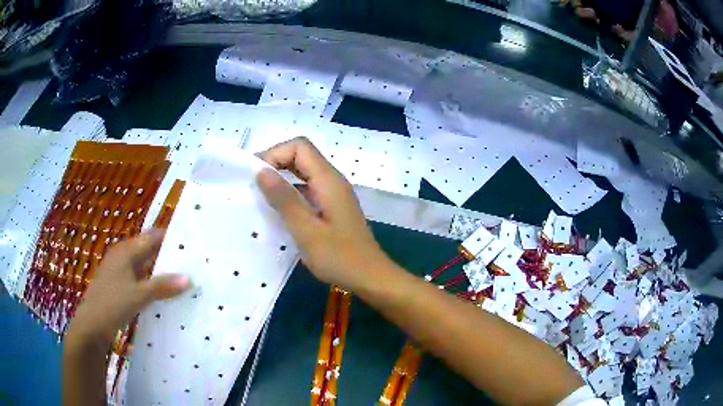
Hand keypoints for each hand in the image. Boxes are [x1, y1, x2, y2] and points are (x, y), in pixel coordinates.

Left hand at [66, 229, 190, 344]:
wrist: (92, 324)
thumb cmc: (112, 304)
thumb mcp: (138, 295)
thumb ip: (162, 286)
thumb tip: (189, 278)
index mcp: (126, 251)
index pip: (152, 237)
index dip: (170, 238)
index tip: (191, 244)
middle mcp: (122, 255)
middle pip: (148, 248)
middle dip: (167, 254)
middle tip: (190, 262)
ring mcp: (119, 269)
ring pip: (144, 264)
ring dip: (160, 269)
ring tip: (181, 277)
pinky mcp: (119, 283)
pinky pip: (139, 276)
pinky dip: (151, 280)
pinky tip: (163, 291)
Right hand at [257, 137, 393, 291]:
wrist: (370, 277)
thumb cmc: (339, 257)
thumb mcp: (306, 230)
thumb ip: (284, 199)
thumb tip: (261, 171)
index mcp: (328, 180)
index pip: (300, 147)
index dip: (275, 153)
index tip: (256, 174)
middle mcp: (332, 181)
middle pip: (302, 156)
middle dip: (275, 162)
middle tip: (253, 182)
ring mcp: (333, 194)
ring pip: (304, 172)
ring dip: (282, 178)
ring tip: (260, 195)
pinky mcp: (332, 207)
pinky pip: (308, 189)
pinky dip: (291, 192)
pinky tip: (278, 209)